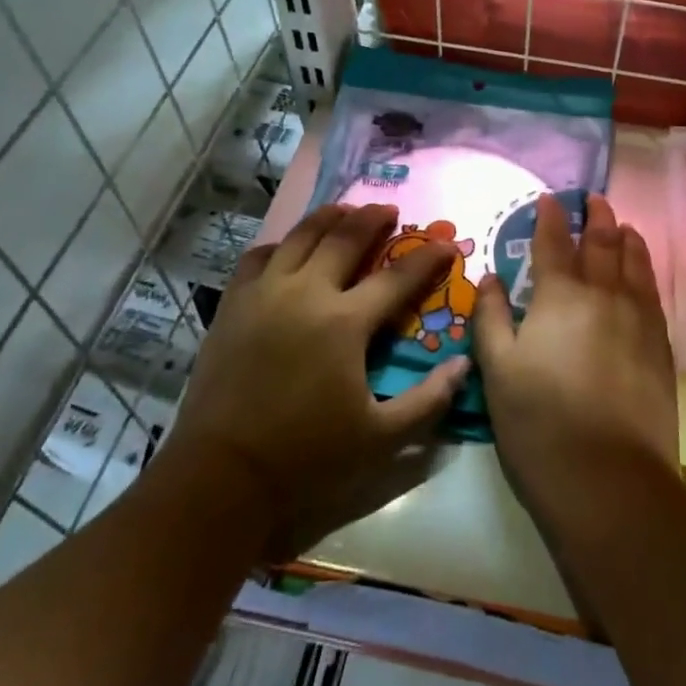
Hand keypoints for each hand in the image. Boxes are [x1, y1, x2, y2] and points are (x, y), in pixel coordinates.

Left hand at [161, 204, 467, 555]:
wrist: (222, 475)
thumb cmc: (307, 457)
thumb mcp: (380, 439)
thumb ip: (428, 401)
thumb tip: (462, 365)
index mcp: (345, 322)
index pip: (397, 278)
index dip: (426, 258)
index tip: (445, 244)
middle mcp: (306, 293)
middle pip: (345, 238)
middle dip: (373, 219)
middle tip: (389, 210)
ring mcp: (265, 293)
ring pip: (301, 236)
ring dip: (328, 218)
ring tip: (344, 211)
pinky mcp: (233, 304)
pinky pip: (259, 257)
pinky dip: (280, 245)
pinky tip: (288, 250)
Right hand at [472, 194, 676, 520]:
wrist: (609, 477)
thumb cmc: (539, 422)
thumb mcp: (497, 369)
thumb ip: (491, 317)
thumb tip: (491, 278)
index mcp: (560, 296)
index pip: (554, 243)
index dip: (550, 218)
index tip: (548, 200)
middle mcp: (603, 294)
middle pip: (601, 243)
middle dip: (595, 217)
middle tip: (592, 200)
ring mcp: (638, 318)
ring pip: (634, 262)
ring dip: (625, 238)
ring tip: (621, 225)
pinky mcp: (660, 345)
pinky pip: (652, 291)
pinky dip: (645, 269)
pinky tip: (642, 270)